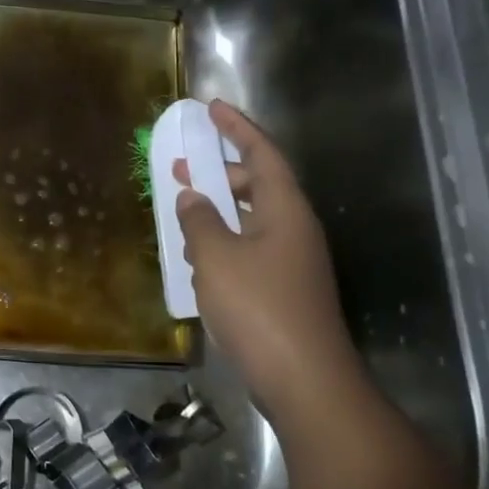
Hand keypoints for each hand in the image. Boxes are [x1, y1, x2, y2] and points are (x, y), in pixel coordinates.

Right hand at [174, 101, 362, 424]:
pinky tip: (198, 259)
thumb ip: (199, 220)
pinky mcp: (285, 290)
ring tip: (183, 213)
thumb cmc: (259, 308)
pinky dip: (224, 243)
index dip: (237, 128)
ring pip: (252, 220)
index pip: (262, 153)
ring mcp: (293, 262)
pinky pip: (250, 249)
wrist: (304, 380)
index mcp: (285, 210)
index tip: (212, 108)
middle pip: (258, 185)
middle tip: (183, 168)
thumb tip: (192, 197)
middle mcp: (294, 229)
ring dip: (219, 211)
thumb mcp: (216, 257)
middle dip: (220, 173)